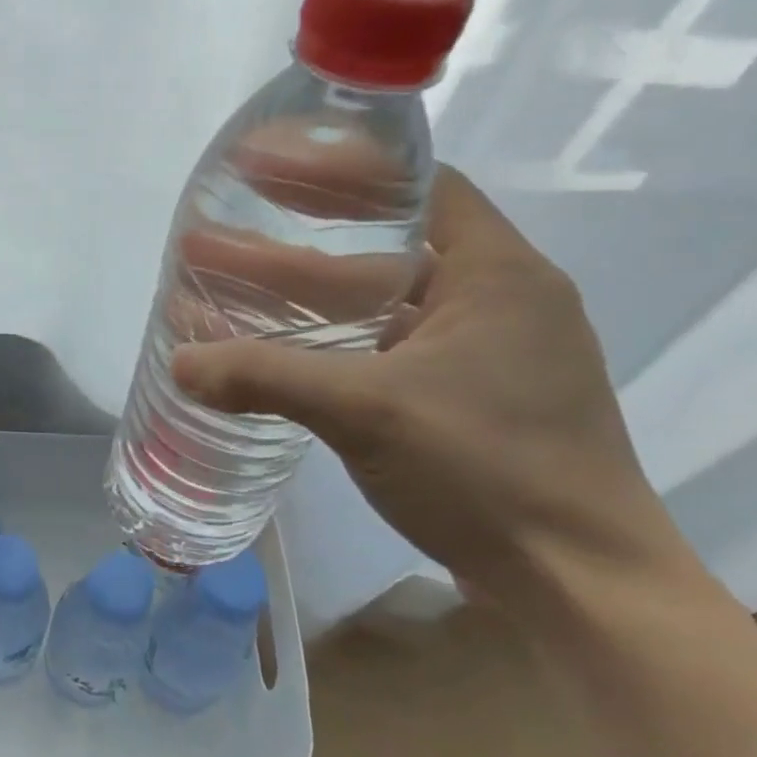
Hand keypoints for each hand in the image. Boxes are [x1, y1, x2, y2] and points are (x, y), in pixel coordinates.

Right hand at [171, 167, 688, 606]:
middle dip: (292, 241)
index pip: (419, 185)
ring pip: (375, 302)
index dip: (343, 169)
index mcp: (497, 274)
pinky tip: (272, 350)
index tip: (270, 170)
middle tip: (217, 234)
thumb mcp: (366, 411)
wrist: (577, 586)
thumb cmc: (489, 470)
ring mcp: (478, 353)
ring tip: (222, 290)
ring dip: (300, 296)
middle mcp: (493, 301)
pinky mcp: (462, 397)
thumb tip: (179, 361)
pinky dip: (325, 341)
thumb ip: (265, 377)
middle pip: (381, 245)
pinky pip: (380, 346)